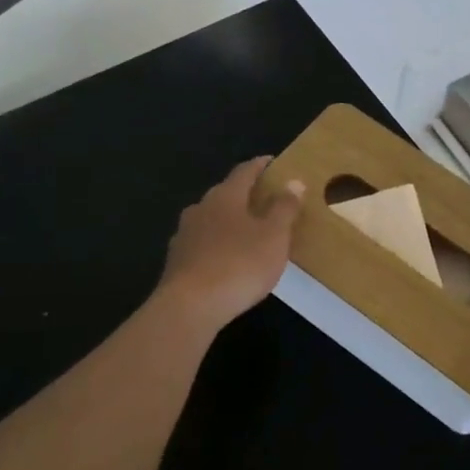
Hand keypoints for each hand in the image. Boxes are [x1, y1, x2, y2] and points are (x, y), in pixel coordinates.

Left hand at [158, 157, 303, 330]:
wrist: (189, 307)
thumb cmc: (239, 264)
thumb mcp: (274, 236)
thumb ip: (284, 208)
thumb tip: (293, 181)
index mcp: (225, 197)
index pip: (244, 172)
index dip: (259, 166)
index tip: (271, 162)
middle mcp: (201, 209)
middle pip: (224, 193)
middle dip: (243, 194)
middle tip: (263, 199)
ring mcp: (184, 235)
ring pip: (210, 219)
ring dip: (227, 220)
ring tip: (246, 230)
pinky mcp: (176, 262)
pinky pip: (201, 244)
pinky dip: (216, 244)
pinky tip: (225, 258)